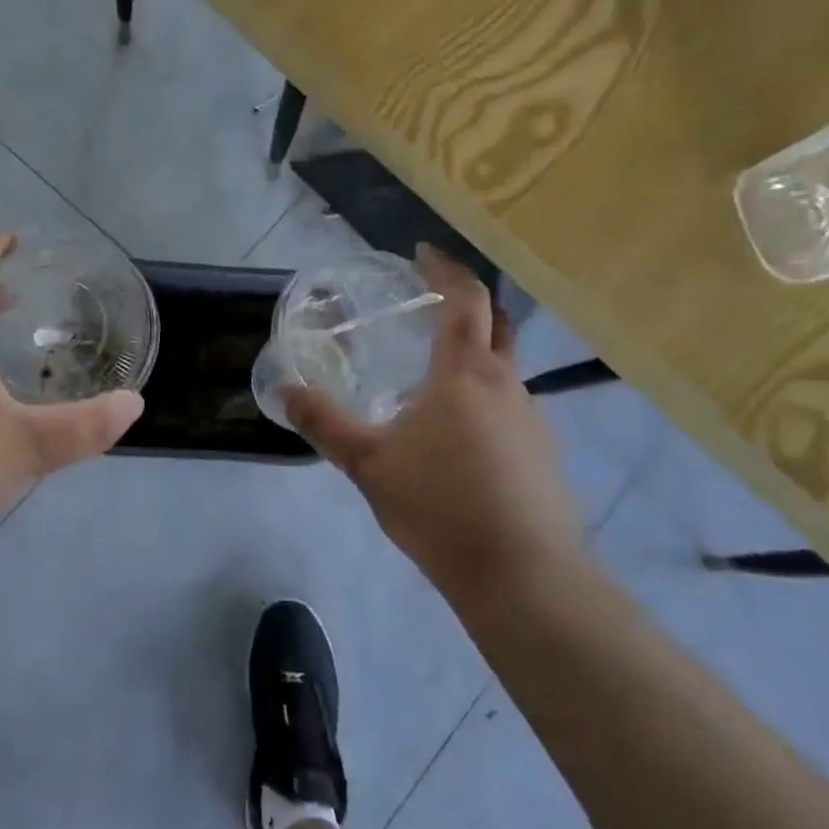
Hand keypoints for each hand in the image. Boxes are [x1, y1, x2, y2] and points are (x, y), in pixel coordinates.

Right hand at [285, 246, 582, 599]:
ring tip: (435, 379)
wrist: (522, 576)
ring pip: (505, 368)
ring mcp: (533, 419)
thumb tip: (284, 390)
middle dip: (468, 303)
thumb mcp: (368, 464)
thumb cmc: (440, 506)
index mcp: (465, 373)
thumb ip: (324, 424)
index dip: (446, 269)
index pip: (465, 299)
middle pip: (497, 323)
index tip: (423, 252)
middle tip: (432, 304)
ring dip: (476, 355)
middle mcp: (506, 384)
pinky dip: (486, 398)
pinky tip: (461, 437)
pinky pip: (512, 407)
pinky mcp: (544, 454)